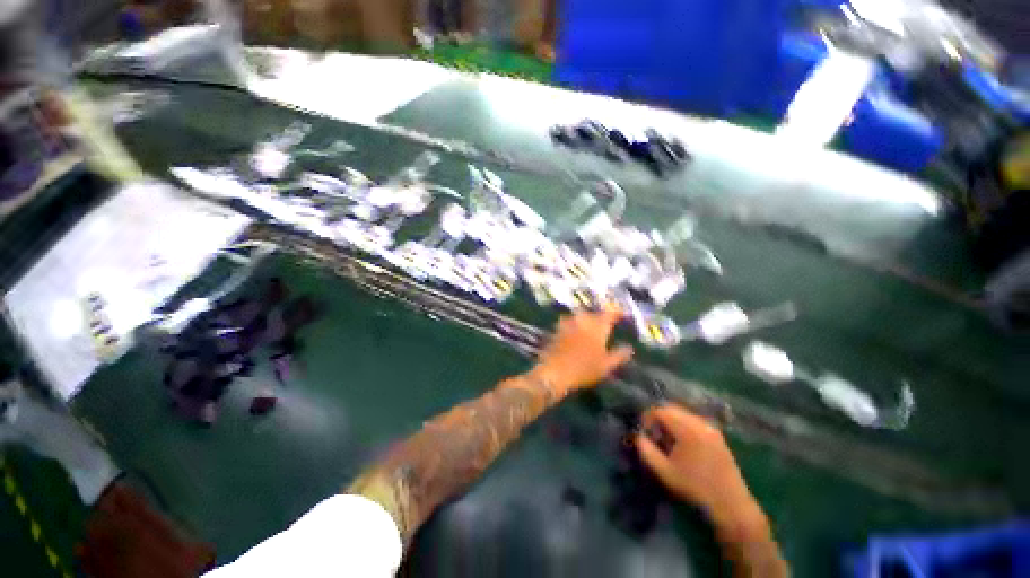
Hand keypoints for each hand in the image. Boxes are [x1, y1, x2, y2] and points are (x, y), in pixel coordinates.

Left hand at [529, 310, 633, 394]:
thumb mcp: (607, 365)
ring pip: (580, 316)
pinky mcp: (557, 328)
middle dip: (600, 316)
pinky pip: (569, 322)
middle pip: (594, 313)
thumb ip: (619, 354)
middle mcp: (583, 319)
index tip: (623, 314)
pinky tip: (575, 333)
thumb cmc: (584, 369)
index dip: (617, 312)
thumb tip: (629, 347)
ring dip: (586, 319)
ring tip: (590, 327)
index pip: (610, 313)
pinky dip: (574, 325)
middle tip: (605, 323)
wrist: (555, 371)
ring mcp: (568, 322)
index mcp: (598, 325)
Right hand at [635, 405, 764, 533]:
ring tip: (666, 439)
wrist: (730, 504)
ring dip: (671, 421)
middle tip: (653, 434)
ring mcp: (710, 427)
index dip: (648, 417)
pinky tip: (682, 443)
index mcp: (687, 429)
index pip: (661, 410)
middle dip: (659, 417)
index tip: (644, 431)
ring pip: (683, 413)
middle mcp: (700, 423)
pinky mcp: (717, 434)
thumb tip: (638, 436)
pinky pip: (694, 421)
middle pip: (672, 408)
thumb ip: (646, 450)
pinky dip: (682, 425)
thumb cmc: (695, 488)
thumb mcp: (664, 471)